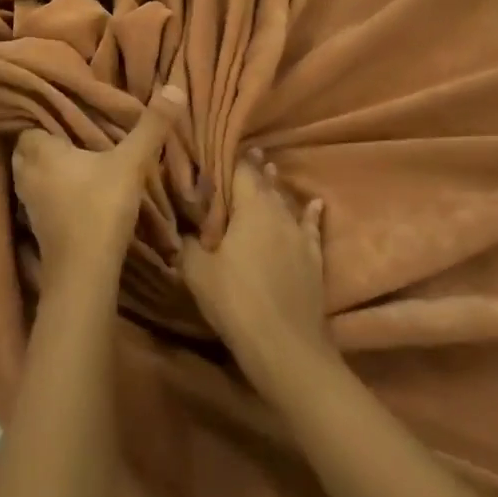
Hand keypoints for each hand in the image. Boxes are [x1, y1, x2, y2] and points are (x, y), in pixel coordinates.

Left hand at [11, 84, 184, 289]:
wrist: (83, 274)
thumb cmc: (100, 208)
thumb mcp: (130, 163)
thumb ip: (151, 126)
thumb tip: (174, 87)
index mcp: (38, 149)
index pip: (29, 120)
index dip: (44, 113)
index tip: (65, 106)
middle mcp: (25, 172)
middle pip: (28, 146)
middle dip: (46, 139)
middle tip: (73, 130)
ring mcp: (27, 201)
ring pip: (32, 172)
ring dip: (48, 166)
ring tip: (75, 157)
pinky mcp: (35, 225)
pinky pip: (39, 195)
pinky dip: (52, 189)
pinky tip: (74, 189)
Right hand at [181, 150, 328, 384]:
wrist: (286, 348)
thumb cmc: (236, 301)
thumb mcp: (197, 271)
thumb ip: (186, 243)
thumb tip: (180, 228)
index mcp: (250, 207)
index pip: (240, 170)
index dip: (229, 158)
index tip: (218, 148)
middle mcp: (277, 212)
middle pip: (264, 182)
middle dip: (253, 169)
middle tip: (244, 154)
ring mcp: (299, 235)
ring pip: (285, 202)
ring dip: (275, 187)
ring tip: (270, 169)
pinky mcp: (313, 259)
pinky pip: (311, 227)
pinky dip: (311, 214)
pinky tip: (317, 204)